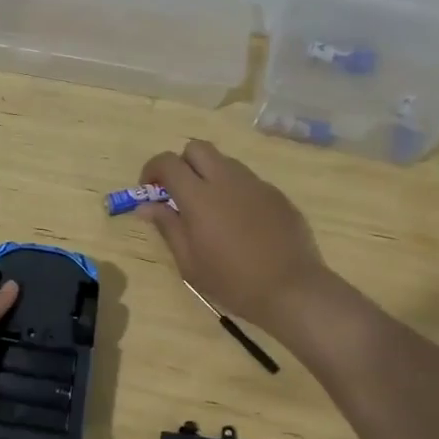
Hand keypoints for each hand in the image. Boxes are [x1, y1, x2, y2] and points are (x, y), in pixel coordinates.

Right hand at [138, 140, 328, 331]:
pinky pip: (248, 181)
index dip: (153, 169)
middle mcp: (227, 180)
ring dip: (209, 175)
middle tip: (179, 192)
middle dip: (182, 163)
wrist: (292, 290)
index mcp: (199, 197)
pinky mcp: (276, 195)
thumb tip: (147, 206)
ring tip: (210, 209)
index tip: (149, 189)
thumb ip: (167, 226)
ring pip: (224, 162)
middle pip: (197, 148)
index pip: (168, 162)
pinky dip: (234, 191)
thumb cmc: (232, 281)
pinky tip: (240, 222)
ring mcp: (255, 184)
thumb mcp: (189, 261)